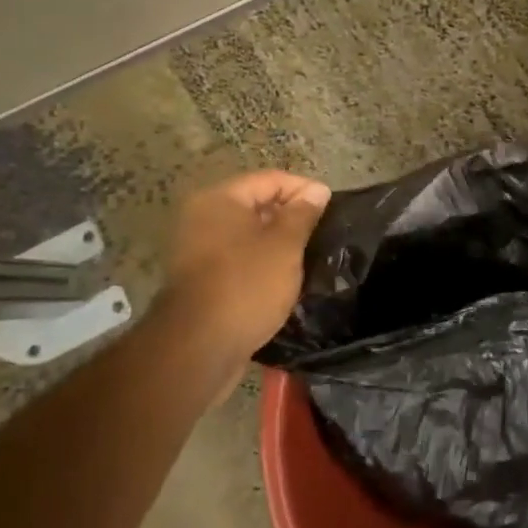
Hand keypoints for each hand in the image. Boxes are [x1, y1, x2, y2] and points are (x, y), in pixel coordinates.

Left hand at [151, 171, 330, 400]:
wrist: (198, 348)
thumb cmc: (246, 285)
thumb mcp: (285, 245)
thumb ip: (302, 213)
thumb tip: (316, 190)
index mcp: (219, 199)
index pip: (271, 179)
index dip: (304, 190)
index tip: (332, 209)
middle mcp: (201, 218)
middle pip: (256, 205)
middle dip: (290, 218)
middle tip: (322, 235)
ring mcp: (196, 251)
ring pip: (247, 236)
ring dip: (277, 244)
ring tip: (307, 258)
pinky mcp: (199, 281)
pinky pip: (237, 261)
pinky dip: (260, 265)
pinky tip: (283, 281)